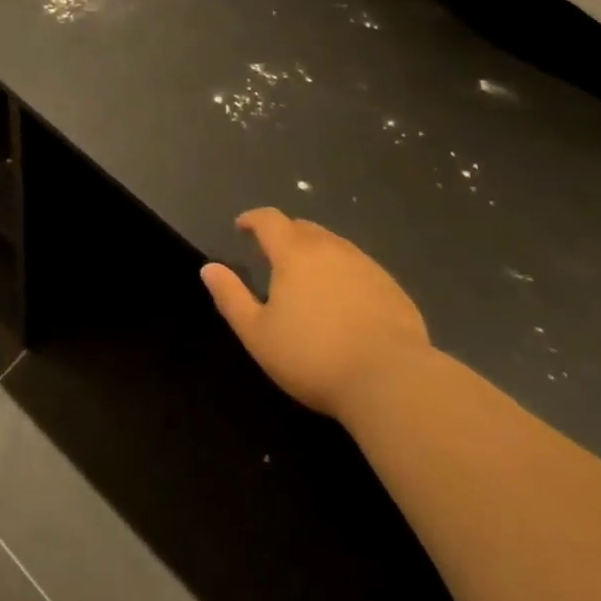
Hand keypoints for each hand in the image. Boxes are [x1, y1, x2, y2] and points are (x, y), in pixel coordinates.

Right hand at [201, 208, 429, 418]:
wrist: (391, 380)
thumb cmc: (313, 357)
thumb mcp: (258, 334)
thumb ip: (230, 297)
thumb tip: (209, 268)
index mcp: (295, 253)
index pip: (269, 220)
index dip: (253, 219)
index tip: (242, 227)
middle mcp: (331, 248)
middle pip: (303, 228)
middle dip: (284, 234)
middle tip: (273, 254)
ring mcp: (366, 265)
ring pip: (334, 245)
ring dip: (315, 252)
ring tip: (308, 277)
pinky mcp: (391, 288)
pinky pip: (359, 267)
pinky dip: (343, 273)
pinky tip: (344, 301)